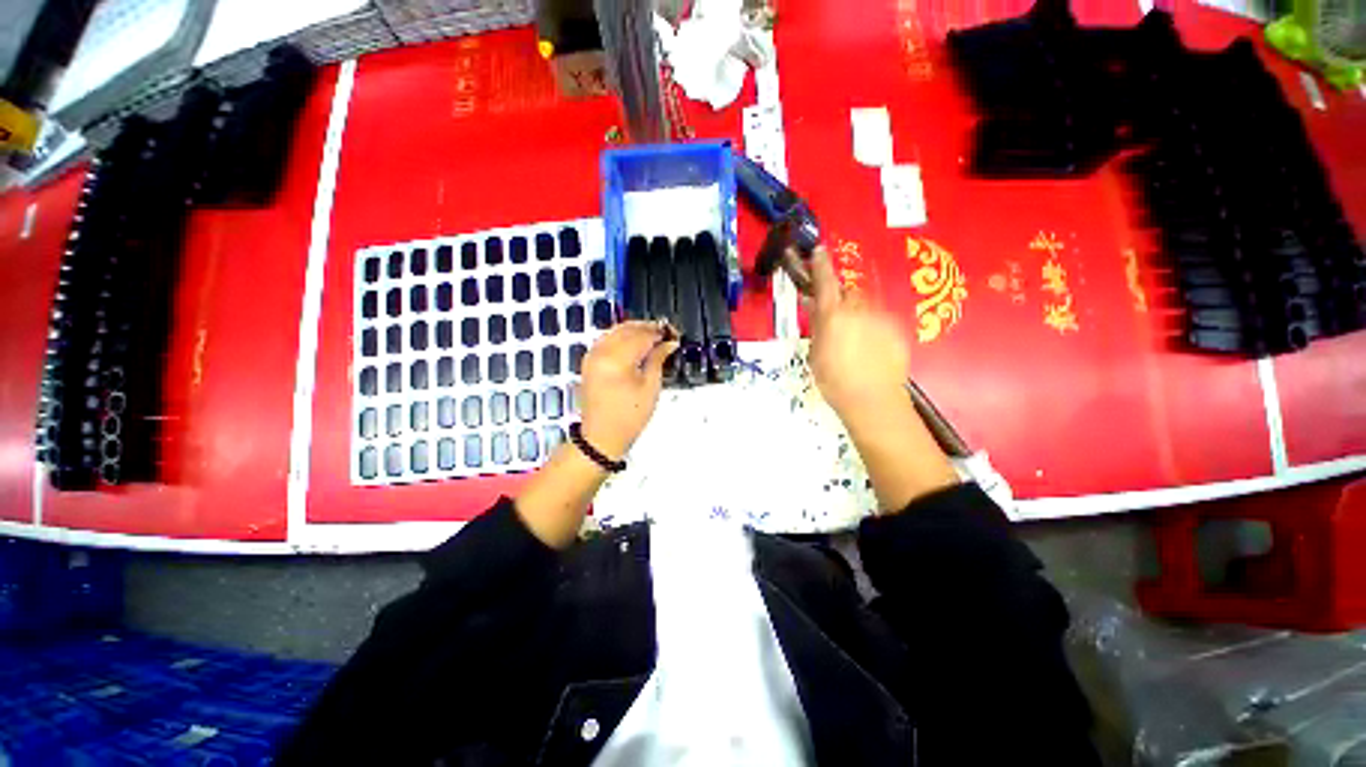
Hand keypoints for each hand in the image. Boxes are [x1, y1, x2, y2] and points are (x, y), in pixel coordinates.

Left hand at [578, 320, 678, 458]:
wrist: (601, 436)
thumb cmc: (629, 417)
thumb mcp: (651, 388)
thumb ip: (658, 359)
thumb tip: (669, 343)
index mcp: (617, 360)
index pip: (642, 336)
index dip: (660, 333)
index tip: (674, 335)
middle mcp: (601, 352)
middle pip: (628, 329)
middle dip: (648, 328)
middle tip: (666, 334)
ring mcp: (592, 355)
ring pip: (616, 330)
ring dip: (635, 330)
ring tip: (653, 338)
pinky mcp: (589, 361)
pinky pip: (606, 338)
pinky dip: (621, 336)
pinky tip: (634, 343)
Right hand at [803, 246, 911, 422]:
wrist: (872, 400)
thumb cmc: (834, 381)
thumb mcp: (815, 353)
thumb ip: (816, 326)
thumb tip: (814, 305)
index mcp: (833, 315)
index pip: (825, 281)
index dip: (820, 264)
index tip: (819, 250)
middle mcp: (859, 310)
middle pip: (848, 292)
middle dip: (840, 298)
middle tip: (833, 316)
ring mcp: (881, 318)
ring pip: (865, 305)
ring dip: (856, 313)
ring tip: (853, 339)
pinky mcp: (897, 329)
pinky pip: (879, 319)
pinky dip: (871, 326)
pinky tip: (869, 348)